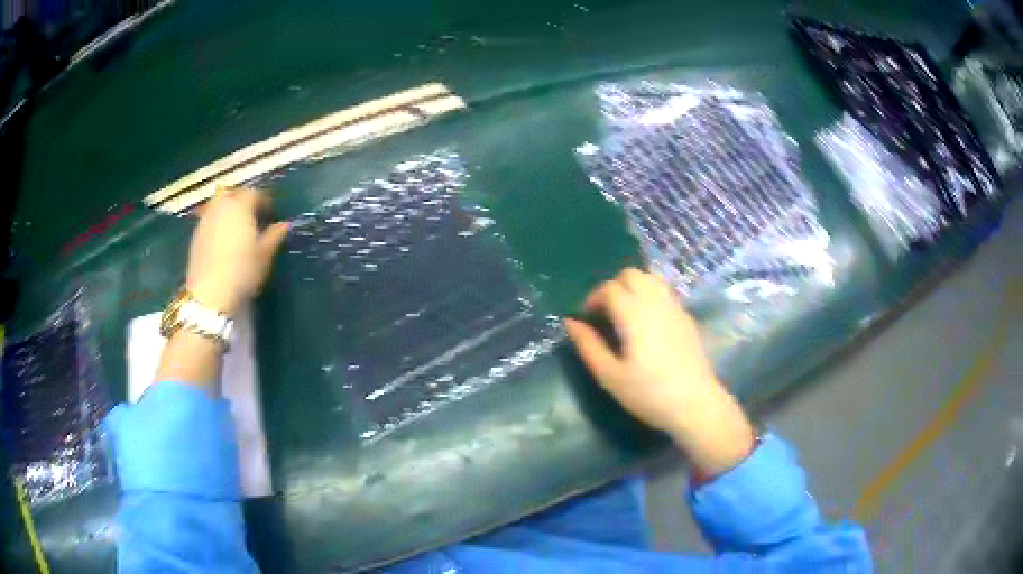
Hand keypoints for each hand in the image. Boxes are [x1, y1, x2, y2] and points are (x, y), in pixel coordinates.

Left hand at [185, 188, 288, 315]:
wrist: (209, 294)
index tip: (271, 213)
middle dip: (241, 199)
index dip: (264, 200)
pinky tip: (222, 240)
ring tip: (236, 227)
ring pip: (217, 205)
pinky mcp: (195, 236)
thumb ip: (274, 237)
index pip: (254, 193)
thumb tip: (284, 225)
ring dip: (227, 210)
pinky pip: (209, 220)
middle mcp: (221, 207)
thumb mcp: (264, 256)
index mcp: (240, 206)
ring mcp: (205, 220)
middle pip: (231, 193)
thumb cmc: (242, 271)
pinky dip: (217, 223)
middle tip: (251, 215)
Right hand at [564, 268, 755, 477]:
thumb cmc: (648, 393)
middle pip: (631, 274)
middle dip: (613, 287)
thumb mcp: (610, 375)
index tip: (587, 318)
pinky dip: (650, 295)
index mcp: (633, 314)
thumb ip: (588, 345)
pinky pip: (665, 292)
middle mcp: (655, 302)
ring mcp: (674, 307)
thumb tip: (570, 322)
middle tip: (605, 314)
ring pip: (650, 278)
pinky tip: (647, 322)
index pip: (609, 288)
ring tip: (626, 314)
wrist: (695, 404)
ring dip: (633, 287)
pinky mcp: (686, 317)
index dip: (593, 298)